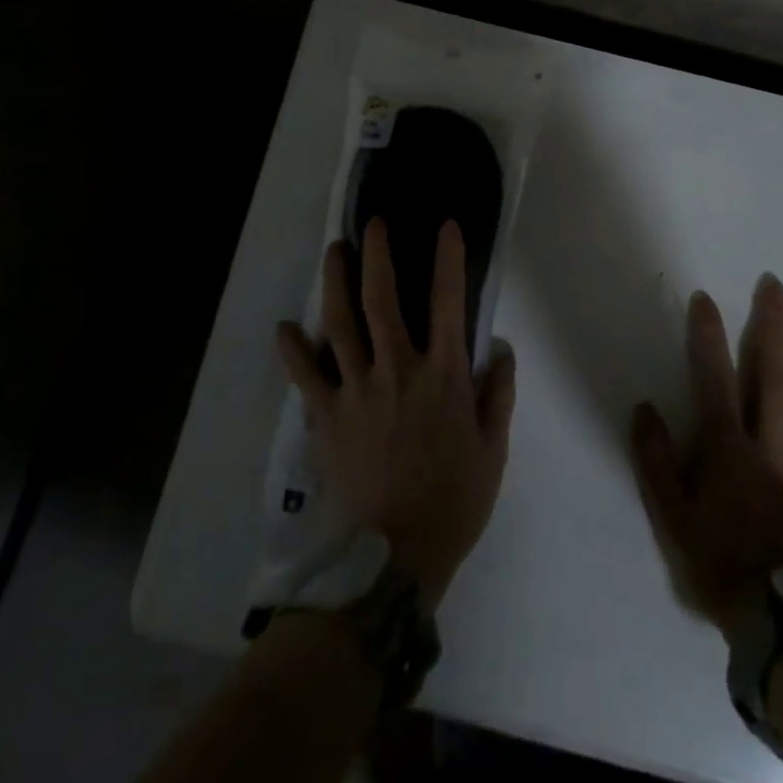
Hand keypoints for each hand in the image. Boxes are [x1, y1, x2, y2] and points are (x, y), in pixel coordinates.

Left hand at [276, 218, 516, 609]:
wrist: (395, 558)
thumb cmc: (452, 500)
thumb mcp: (493, 450)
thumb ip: (498, 394)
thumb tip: (499, 348)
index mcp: (442, 376)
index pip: (448, 303)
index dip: (448, 260)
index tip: (445, 226)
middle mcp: (396, 370)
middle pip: (382, 300)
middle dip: (377, 255)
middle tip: (372, 224)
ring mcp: (356, 391)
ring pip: (340, 323)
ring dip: (335, 283)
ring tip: (333, 252)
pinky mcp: (326, 417)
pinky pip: (305, 376)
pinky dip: (293, 350)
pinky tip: (284, 329)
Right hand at [632, 275, 782, 638]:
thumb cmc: (720, 564)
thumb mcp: (671, 516)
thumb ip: (655, 460)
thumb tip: (643, 407)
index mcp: (729, 446)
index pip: (714, 378)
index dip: (706, 336)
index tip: (703, 298)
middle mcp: (773, 442)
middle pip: (773, 373)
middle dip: (772, 324)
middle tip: (774, 283)